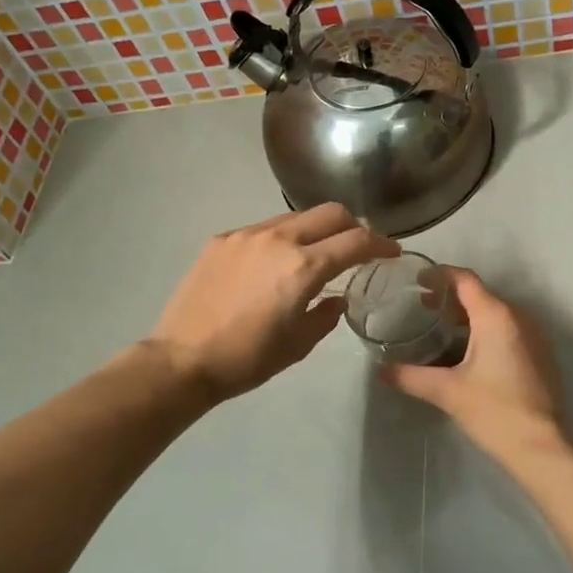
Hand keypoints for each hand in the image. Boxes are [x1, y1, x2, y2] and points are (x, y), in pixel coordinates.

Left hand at [148, 205, 399, 402]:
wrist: (182, 359)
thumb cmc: (247, 359)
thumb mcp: (298, 345)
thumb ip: (326, 315)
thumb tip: (336, 299)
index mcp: (304, 267)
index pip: (356, 241)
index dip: (381, 244)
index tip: (391, 252)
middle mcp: (278, 240)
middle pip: (331, 213)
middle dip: (353, 226)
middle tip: (357, 247)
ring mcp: (246, 235)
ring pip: (296, 217)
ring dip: (316, 230)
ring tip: (315, 254)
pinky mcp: (222, 240)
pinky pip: (263, 229)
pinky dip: (281, 239)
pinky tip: (273, 264)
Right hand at [385, 269, 565, 456]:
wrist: (541, 447)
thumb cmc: (494, 410)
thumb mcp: (446, 391)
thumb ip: (410, 376)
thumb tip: (382, 371)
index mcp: (496, 316)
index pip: (465, 280)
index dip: (440, 275)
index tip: (417, 279)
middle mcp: (518, 317)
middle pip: (480, 294)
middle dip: (451, 297)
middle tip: (422, 306)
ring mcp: (533, 335)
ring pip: (495, 312)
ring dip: (468, 315)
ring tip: (440, 327)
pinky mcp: (539, 355)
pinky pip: (508, 329)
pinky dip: (485, 330)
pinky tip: (467, 351)